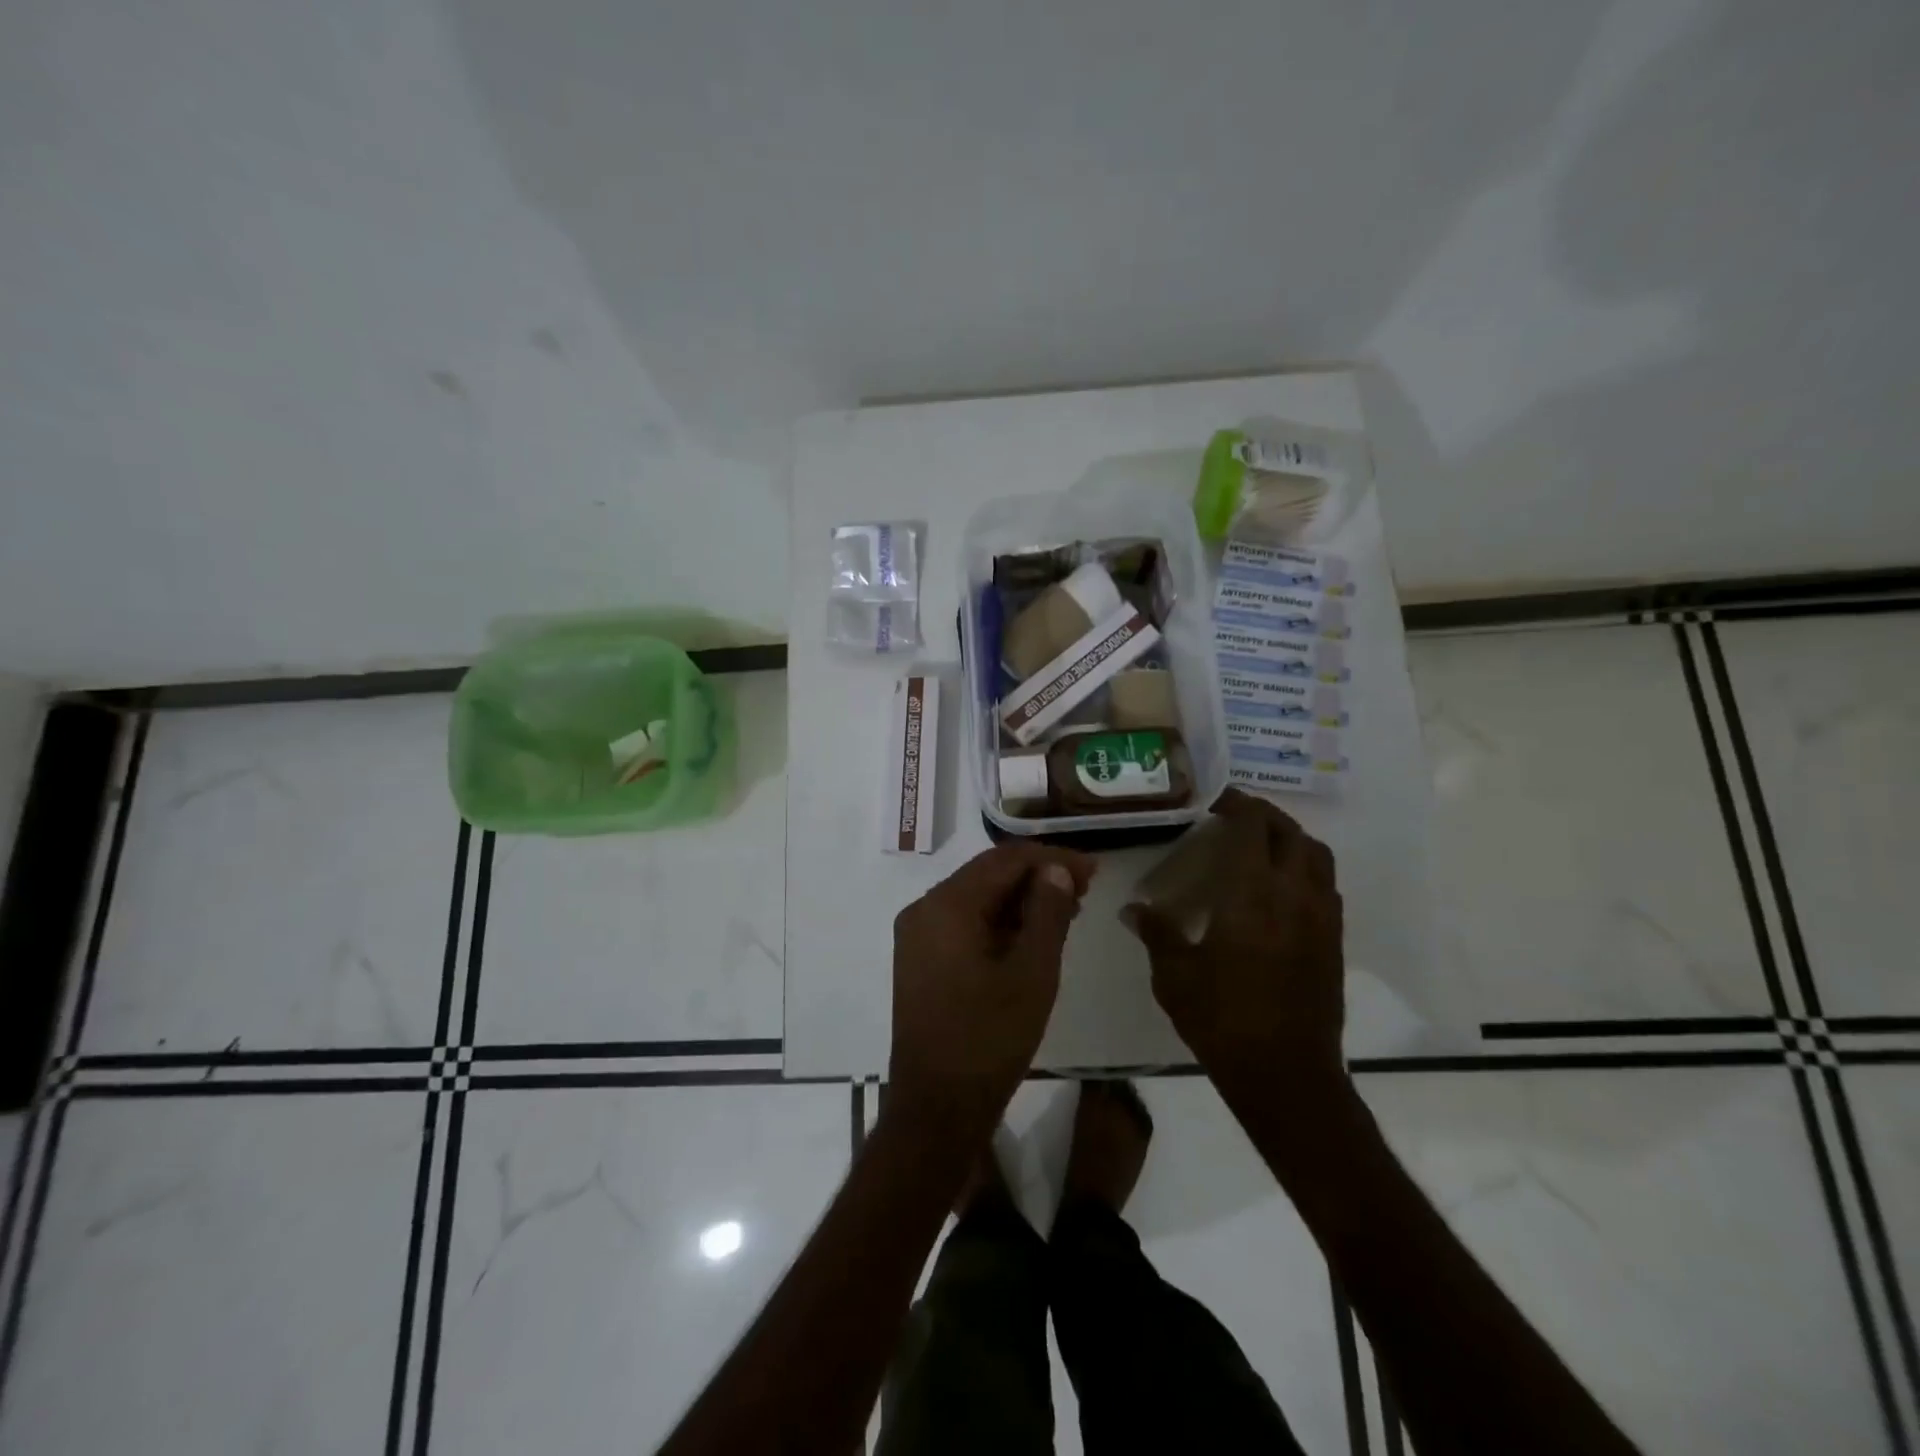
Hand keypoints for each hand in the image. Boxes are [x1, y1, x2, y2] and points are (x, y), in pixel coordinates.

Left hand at [889, 843, 1096, 1145]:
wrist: (937, 1109)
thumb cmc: (989, 1041)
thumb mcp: (1032, 974)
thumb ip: (1047, 913)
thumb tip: (1056, 869)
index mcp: (946, 905)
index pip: (1005, 860)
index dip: (1052, 859)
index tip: (1094, 870)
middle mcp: (924, 909)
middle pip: (988, 875)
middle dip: (1038, 877)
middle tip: (1085, 889)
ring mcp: (918, 935)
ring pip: (977, 899)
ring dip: (1021, 900)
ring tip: (1068, 910)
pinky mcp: (921, 959)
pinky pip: (965, 923)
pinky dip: (1000, 922)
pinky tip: (1033, 934)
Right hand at [1125, 789, 1344, 1093]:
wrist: (1286, 1074)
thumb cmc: (1222, 1019)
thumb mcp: (1174, 975)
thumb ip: (1156, 932)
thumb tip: (1132, 909)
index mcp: (1251, 893)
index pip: (1253, 826)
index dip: (1237, 804)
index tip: (1215, 802)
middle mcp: (1293, 894)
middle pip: (1290, 832)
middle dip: (1264, 816)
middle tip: (1235, 818)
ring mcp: (1321, 917)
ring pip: (1317, 856)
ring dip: (1291, 839)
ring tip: (1262, 847)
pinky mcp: (1334, 941)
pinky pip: (1326, 886)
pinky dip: (1305, 870)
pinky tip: (1280, 890)